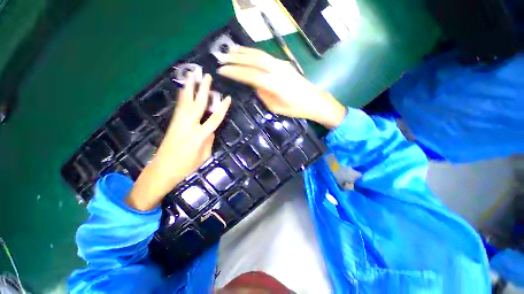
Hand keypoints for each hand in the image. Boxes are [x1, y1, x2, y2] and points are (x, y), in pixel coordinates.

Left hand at [127, 73, 230, 210]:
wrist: (163, 169)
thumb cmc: (186, 167)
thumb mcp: (204, 156)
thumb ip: (209, 142)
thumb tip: (212, 132)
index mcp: (199, 136)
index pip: (215, 118)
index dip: (222, 108)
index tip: (228, 98)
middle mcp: (188, 125)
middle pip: (197, 104)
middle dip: (203, 89)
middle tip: (206, 76)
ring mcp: (178, 123)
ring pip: (185, 101)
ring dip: (189, 88)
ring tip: (192, 75)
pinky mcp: (173, 123)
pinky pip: (179, 107)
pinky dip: (183, 97)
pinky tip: (184, 90)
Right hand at [218, 46, 345, 128]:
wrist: (313, 101)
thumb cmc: (295, 109)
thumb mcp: (276, 107)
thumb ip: (263, 95)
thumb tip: (254, 86)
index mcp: (273, 84)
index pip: (249, 75)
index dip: (234, 72)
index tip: (222, 70)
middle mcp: (275, 70)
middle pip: (252, 60)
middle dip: (235, 59)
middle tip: (221, 58)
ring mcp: (280, 65)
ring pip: (258, 54)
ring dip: (243, 52)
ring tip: (230, 51)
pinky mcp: (283, 64)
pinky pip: (265, 56)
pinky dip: (253, 53)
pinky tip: (247, 53)